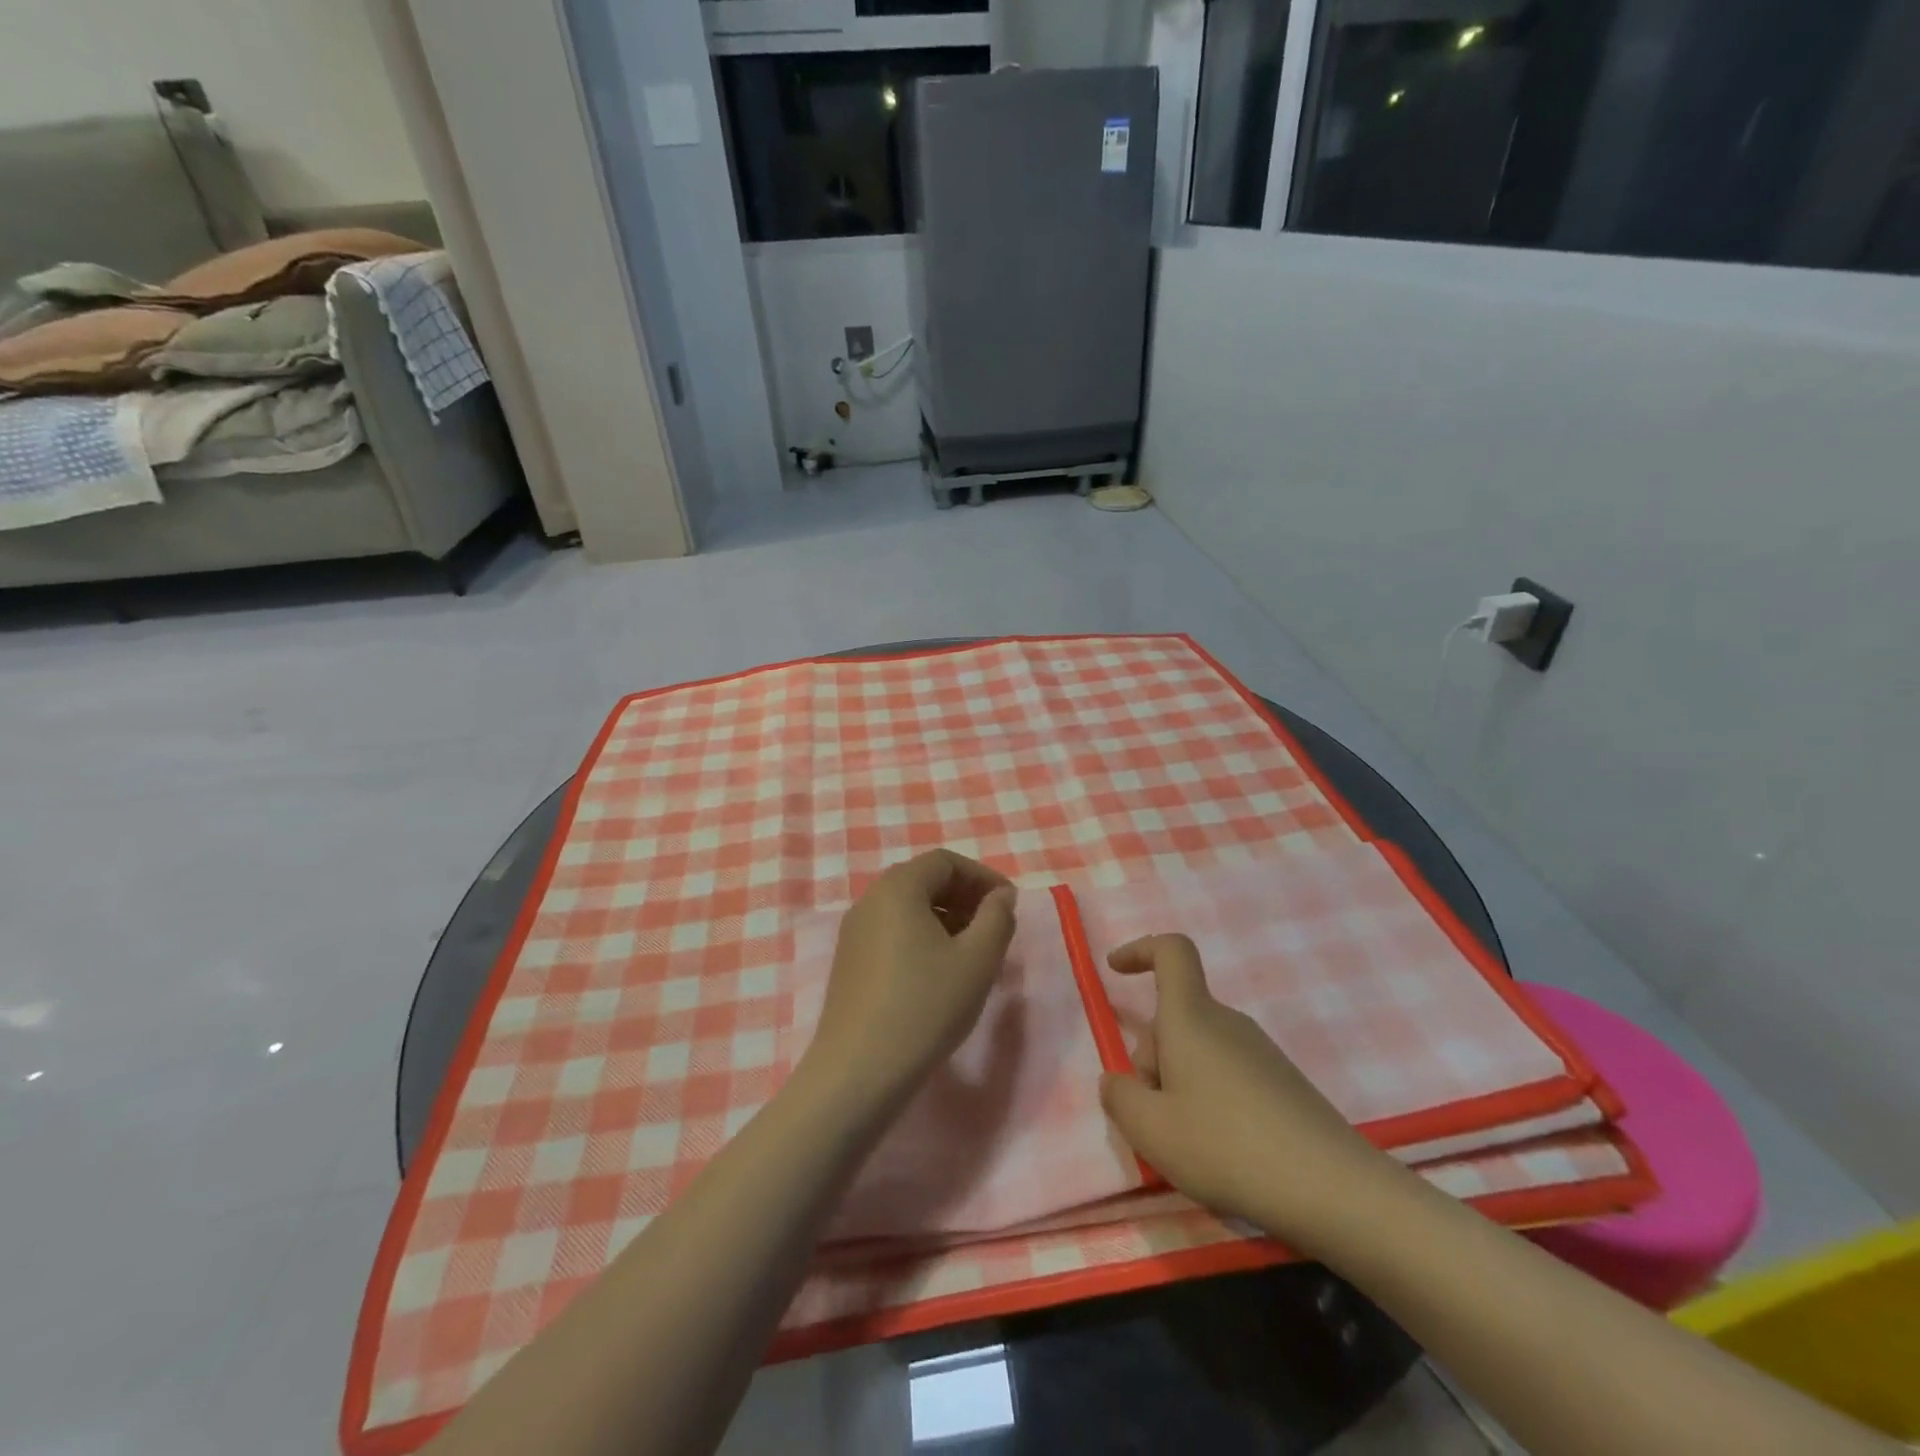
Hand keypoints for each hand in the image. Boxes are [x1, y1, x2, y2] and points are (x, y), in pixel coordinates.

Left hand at [805, 849, 1017, 1110]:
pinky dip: (922, 938)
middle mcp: (870, 900)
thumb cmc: (925, 1006)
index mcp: (898, 887)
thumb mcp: (978, 960)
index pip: (945, 862)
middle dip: (964, 897)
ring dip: (945, 919)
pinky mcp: (849, 962)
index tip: (1009, 904)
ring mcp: (854, 932)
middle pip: (924, 881)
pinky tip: (939, 973)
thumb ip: (997, 917)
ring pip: (908, 909)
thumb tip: (1000, 896)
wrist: (859, 1070)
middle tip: (994, 927)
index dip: (982, 877)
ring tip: (972, 952)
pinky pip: (892, 932)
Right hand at [1099, 933, 1390, 1245]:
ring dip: (1178, 1084)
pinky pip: (1226, 1074)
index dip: (1140, 950)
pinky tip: (1223, 1152)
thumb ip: (1119, 1097)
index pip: (1171, 952)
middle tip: (1153, 1118)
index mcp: (1191, 1017)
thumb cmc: (1227, 1147)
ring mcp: (1259, 1052)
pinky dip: (1209, 1101)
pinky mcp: (1282, 1084)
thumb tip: (1116, 1081)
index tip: (1115, 971)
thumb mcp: (1151, 1131)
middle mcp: (1227, 1022)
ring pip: (1198, 1050)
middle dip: (1151, 1058)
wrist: (1334, 1191)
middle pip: (1175, 1018)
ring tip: (1188, 1144)